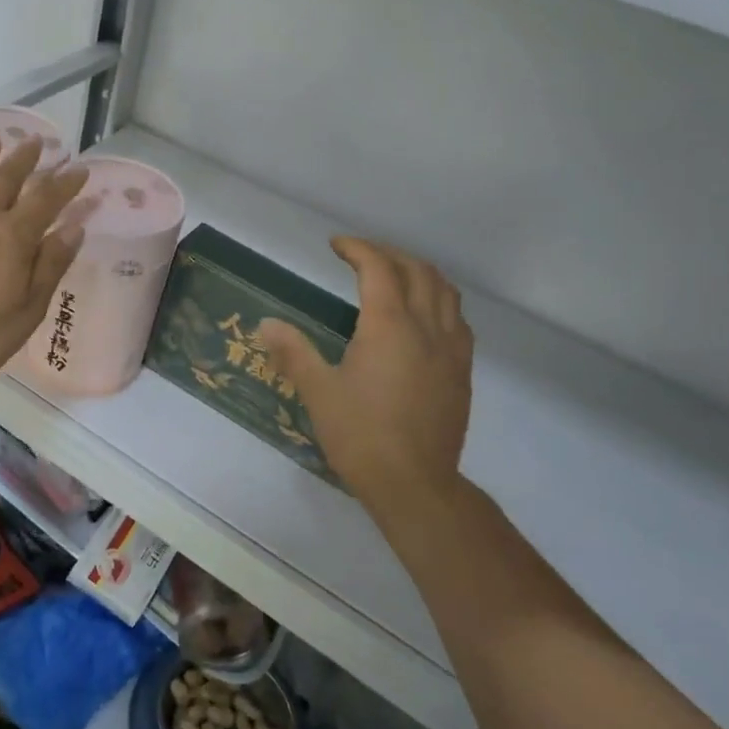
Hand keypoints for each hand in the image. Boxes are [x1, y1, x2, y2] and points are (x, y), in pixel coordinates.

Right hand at [256, 238, 473, 532]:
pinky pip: (457, 320)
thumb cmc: (360, 435)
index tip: (336, 245)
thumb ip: (293, 352)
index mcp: (389, 325)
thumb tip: (266, 323)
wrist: (414, 483)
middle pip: (418, 270)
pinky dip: (439, 302)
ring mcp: (451, 350)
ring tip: (395, 276)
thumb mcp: (318, 391)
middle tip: (362, 257)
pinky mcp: (462, 372)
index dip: (357, 248)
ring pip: (446, 292)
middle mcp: (426, 328)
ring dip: (420, 273)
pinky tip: (424, 318)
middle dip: (389, 254)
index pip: (378, 268)